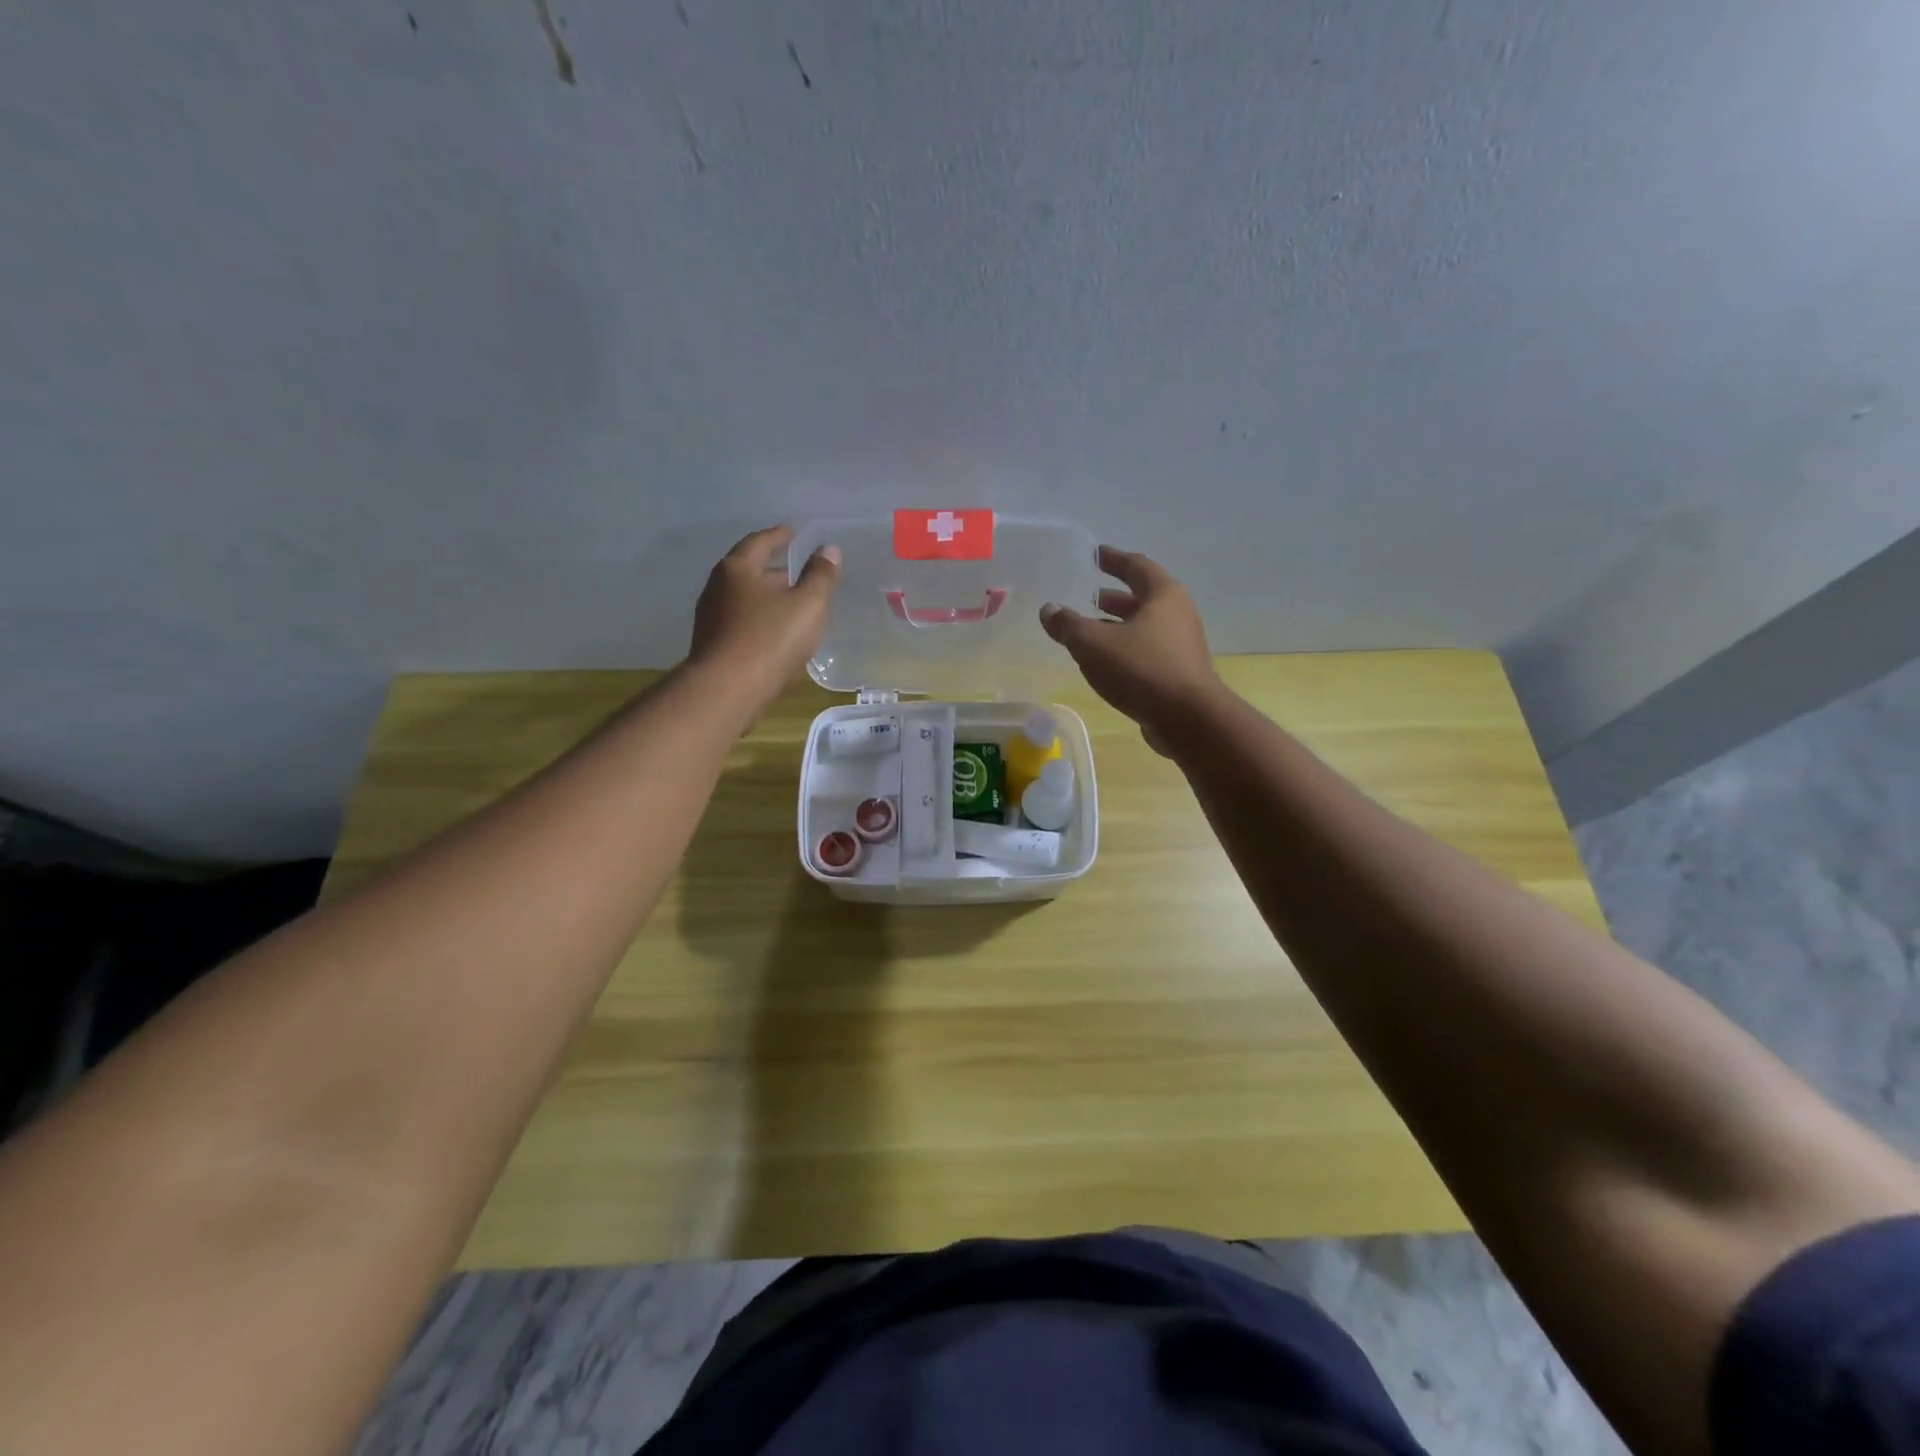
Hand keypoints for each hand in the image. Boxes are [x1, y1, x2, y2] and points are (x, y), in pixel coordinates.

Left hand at [688, 525, 840, 713]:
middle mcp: (718, 587)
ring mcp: (711, 617)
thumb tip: (829, 550)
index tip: (794, 533)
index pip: (760, 542)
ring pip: (744, 598)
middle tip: (798, 572)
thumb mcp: (807, 605)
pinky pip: (741, 621)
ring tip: (792, 604)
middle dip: (774, 569)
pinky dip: (760, 619)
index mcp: (738, 569)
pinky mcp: (713, 644)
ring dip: (767, 597)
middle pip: (749, 570)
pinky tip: (776, 633)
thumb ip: (821, 576)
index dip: (780, 536)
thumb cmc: (770, 639)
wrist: (727, 690)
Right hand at [1040, 546, 1220, 747]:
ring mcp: (1182, 645)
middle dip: (1116, 596)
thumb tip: (1049, 609)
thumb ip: (1068, 625)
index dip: (1114, 559)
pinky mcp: (1180, 672)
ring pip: (1146, 626)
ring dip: (1120, 624)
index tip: (1097, 554)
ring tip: (1093, 629)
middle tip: (1092, 595)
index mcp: (1162, 595)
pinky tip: (1108, 662)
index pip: (1136, 566)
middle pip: (1144, 597)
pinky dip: (1127, 647)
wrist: (1188, 719)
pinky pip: (1149, 650)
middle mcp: (1178, 614)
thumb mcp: (1093, 643)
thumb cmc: (1141, 669)